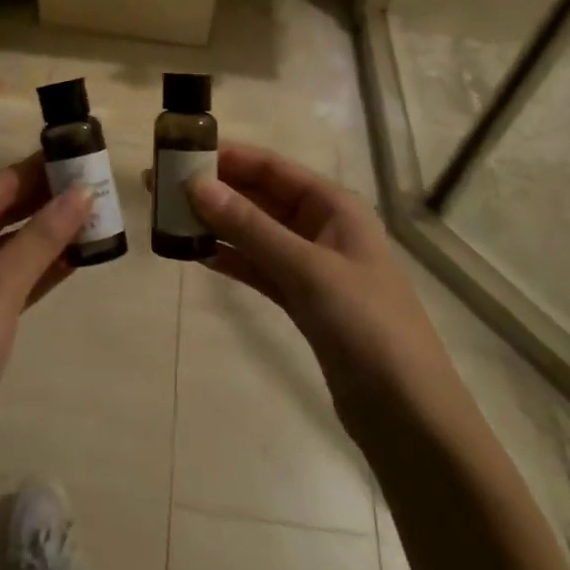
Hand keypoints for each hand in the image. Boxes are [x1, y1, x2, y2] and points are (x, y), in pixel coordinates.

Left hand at [0, 156, 90, 465]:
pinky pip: (12, 280)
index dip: (39, 170)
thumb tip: (83, 191)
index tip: (81, 153)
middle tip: (98, 185)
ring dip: (50, 235)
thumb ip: (42, 237)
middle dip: (48, 201)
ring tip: (98, 216)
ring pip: (11, 248)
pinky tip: (78, 257)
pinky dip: (42, 269)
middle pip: (3, 214)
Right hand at [185, 143, 456, 438]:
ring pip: (254, 232)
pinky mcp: (302, 301)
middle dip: (213, 190)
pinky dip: (229, 258)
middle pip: (259, 196)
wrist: (409, 418)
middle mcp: (322, 227)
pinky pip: (257, 267)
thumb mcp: (307, 270)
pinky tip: (194, 252)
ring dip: (215, 223)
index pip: (271, 167)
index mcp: (335, 206)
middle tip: (160, 185)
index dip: (226, 157)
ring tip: (166, 215)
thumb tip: (195, 185)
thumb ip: (249, 227)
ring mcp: (311, 265)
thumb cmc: (367, 326)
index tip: (178, 151)